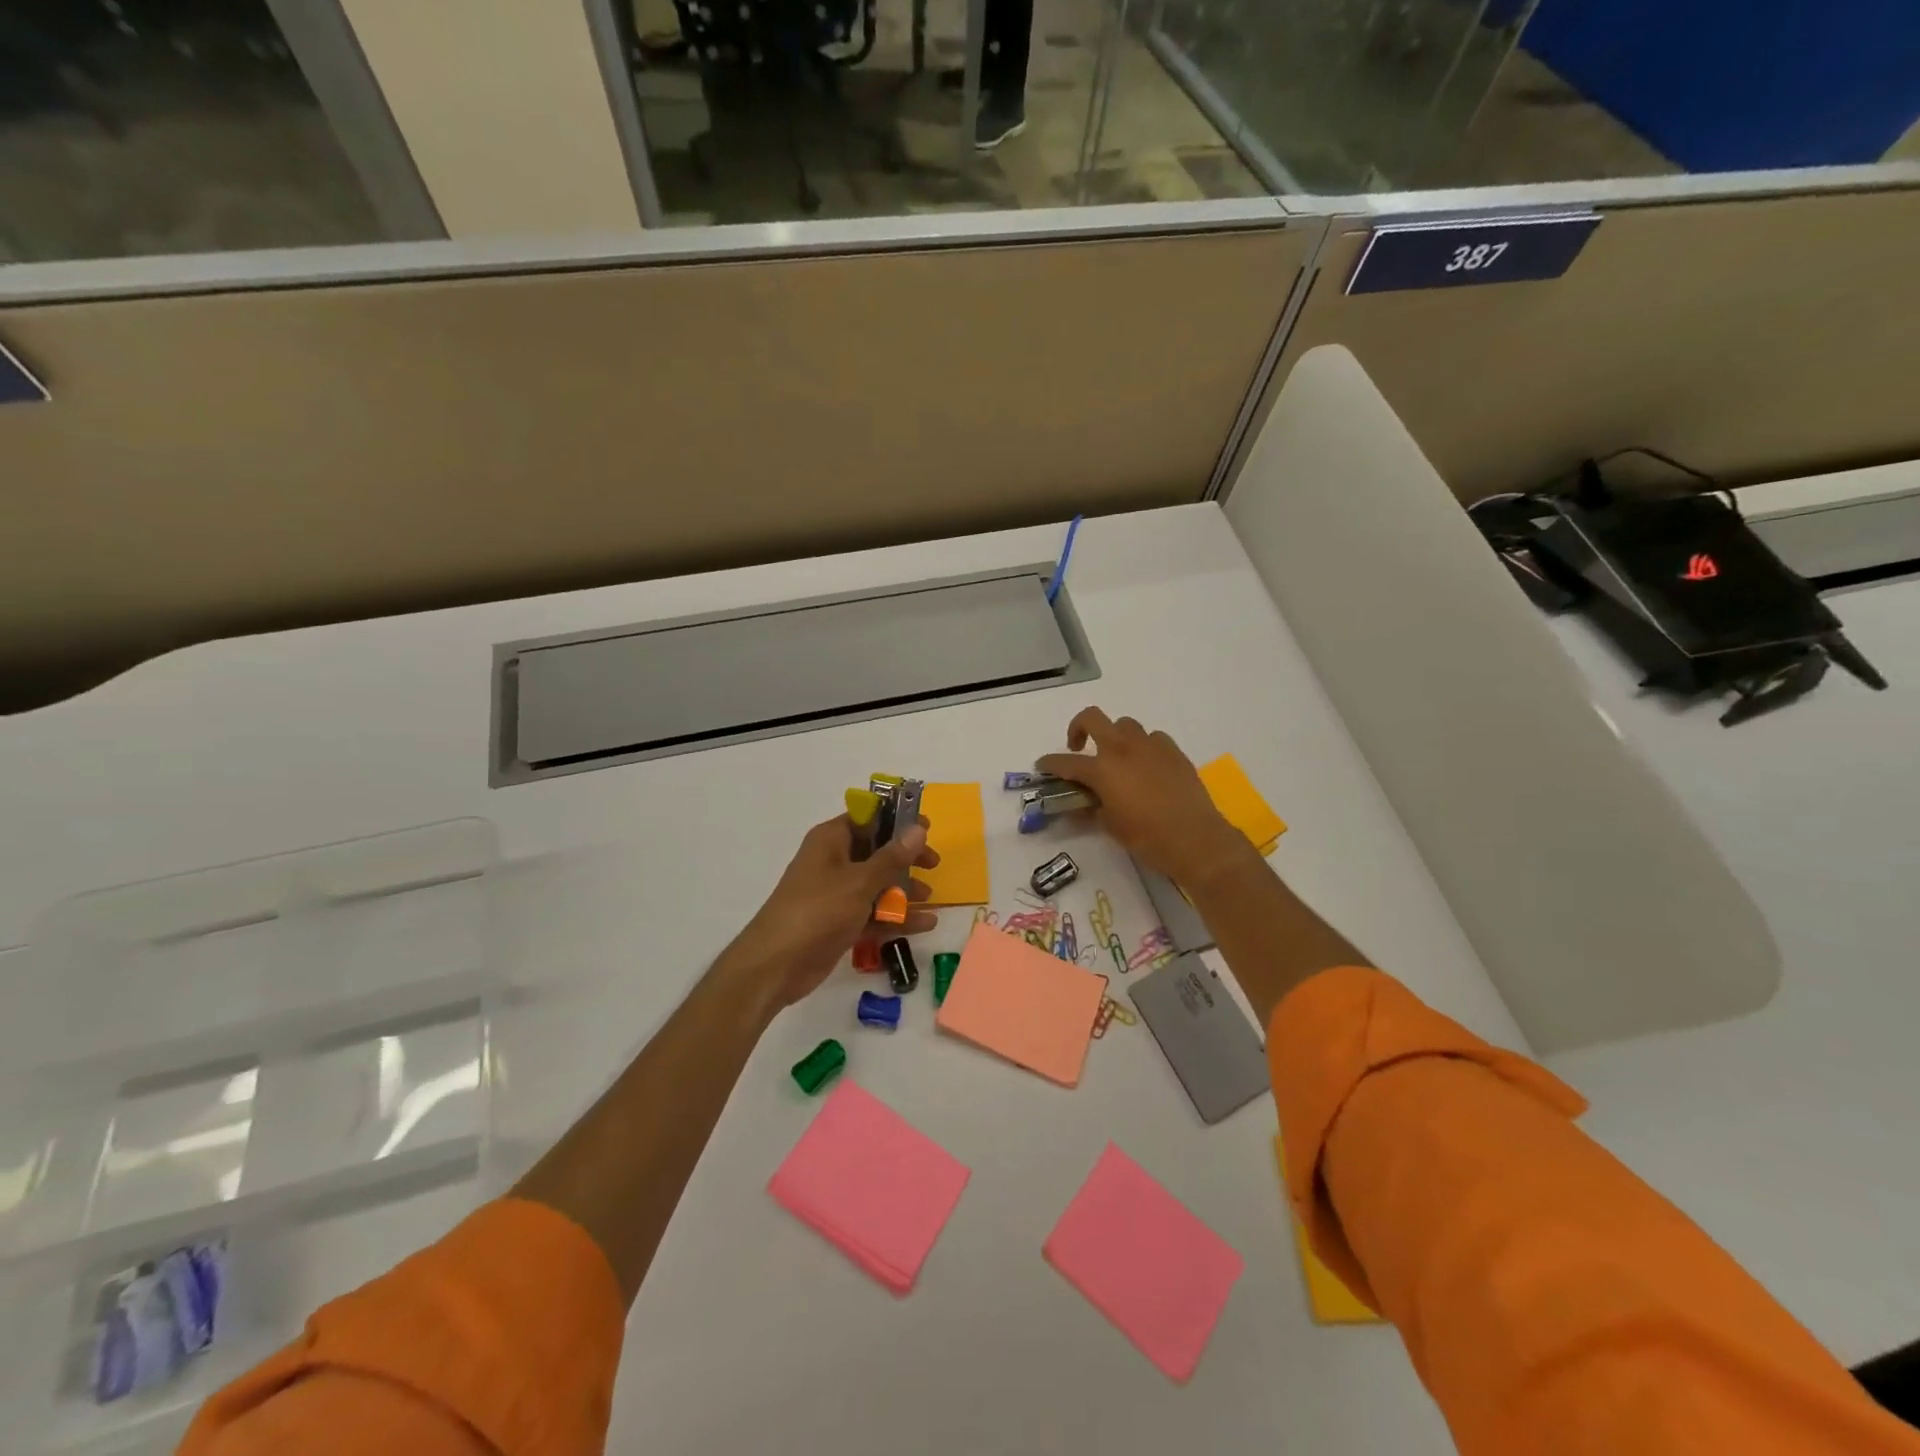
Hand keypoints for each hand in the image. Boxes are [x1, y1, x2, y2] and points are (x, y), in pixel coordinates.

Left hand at [717, 814, 939, 1017]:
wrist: (775, 966)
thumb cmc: (817, 911)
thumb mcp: (859, 881)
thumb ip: (892, 857)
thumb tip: (919, 828)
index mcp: (831, 840)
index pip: (869, 818)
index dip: (898, 820)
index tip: (927, 828)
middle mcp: (833, 861)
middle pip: (876, 851)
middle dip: (906, 859)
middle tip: (933, 865)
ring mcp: (836, 894)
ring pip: (877, 884)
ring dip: (904, 890)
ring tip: (931, 899)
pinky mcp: (839, 922)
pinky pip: (873, 913)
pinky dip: (895, 917)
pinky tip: (925, 924)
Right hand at [1037, 708, 1249, 886]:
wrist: (1195, 839)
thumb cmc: (1147, 838)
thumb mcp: (1110, 826)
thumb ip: (1091, 809)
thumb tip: (1080, 804)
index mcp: (1102, 769)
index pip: (1065, 762)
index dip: (1049, 763)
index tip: (1042, 765)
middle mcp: (1123, 749)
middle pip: (1092, 718)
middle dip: (1078, 727)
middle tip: (1078, 747)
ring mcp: (1151, 746)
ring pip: (1125, 725)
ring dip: (1115, 736)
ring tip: (1117, 758)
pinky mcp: (1173, 751)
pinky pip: (1153, 739)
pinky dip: (1144, 747)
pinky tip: (1147, 766)